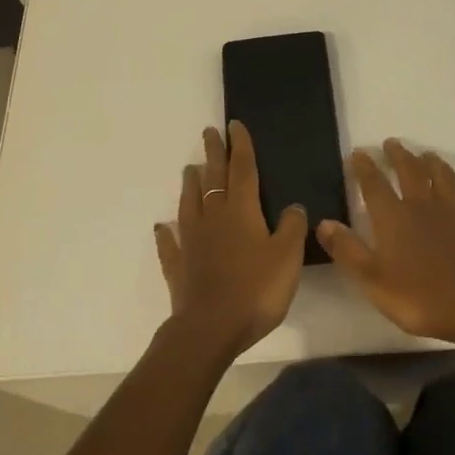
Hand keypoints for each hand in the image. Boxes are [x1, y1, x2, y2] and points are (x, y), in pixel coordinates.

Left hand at [155, 121, 306, 359]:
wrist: (210, 329)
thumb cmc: (255, 289)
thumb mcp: (287, 257)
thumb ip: (292, 228)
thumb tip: (293, 206)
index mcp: (242, 211)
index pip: (242, 169)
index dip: (240, 146)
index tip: (234, 125)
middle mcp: (214, 218)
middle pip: (213, 179)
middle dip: (213, 154)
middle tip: (209, 132)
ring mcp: (192, 241)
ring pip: (189, 204)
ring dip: (190, 184)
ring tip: (190, 168)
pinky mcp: (178, 266)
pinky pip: (170, 244)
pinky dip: (166, 233)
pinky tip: (161, 227)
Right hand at [316, 139, 454, 345]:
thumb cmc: (416, 296)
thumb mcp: (370, 278)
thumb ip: (347, 249)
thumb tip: (323, 223)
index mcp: (394, 217)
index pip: (375, 185)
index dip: (365, 168)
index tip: (358, 153)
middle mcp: (424, 208)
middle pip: (411, 173)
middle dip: (400, 156)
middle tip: (393, 143)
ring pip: (445, 181)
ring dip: (436, 165)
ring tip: (428, 155)